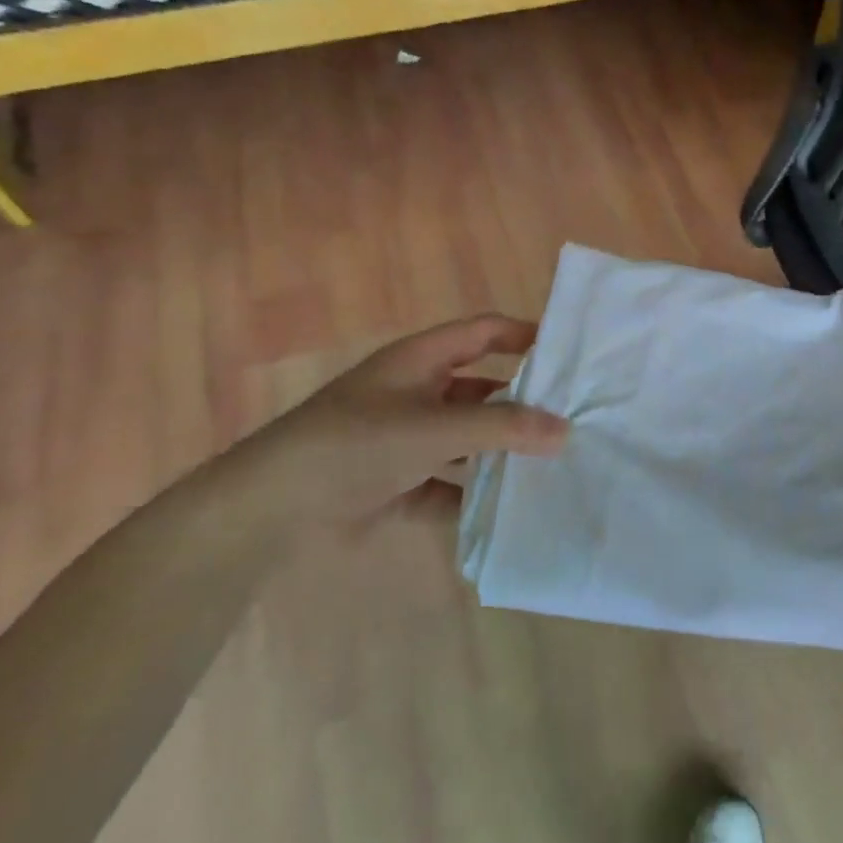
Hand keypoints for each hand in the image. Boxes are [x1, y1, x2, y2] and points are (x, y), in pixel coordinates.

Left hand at [259, 314, 568, 524]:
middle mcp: (415, 394)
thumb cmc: (356, 444)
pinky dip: (470, 495)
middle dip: (520, 403)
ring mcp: (405, 440)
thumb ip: (503, 428)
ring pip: (466, 440)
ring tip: (550, 464)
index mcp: (419, 361)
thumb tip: (565, 429)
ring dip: (499, 452)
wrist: (272, 508)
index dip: (522, 334)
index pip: (482, 333)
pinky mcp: (396, 483)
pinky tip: (505, 510)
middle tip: (570, 418)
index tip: (567, 353)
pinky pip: (447, 484)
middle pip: (480, 389)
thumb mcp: (435, 428)